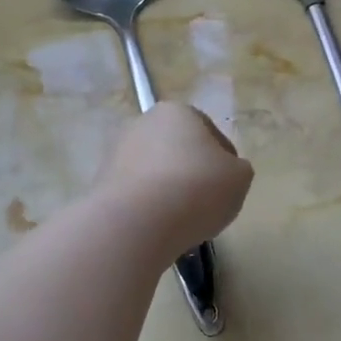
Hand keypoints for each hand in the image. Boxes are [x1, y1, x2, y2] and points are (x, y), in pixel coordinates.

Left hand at [94, 102, 254, 255]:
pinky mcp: (101, 184)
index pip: (210, 134)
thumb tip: (225, 172)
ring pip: (156, 174)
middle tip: (207, 204)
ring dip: (169, 192)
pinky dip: (148, 208)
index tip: (229, 188)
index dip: (225, 162)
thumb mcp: (239, 178)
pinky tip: (158, 228)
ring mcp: (117, 153)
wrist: (136, 222)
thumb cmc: (196, 189)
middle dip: (192, 175)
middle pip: (179, 152)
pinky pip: (137, 195)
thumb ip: (237, 170)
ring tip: (182, 222)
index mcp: (177, 112)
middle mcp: (143, 124)